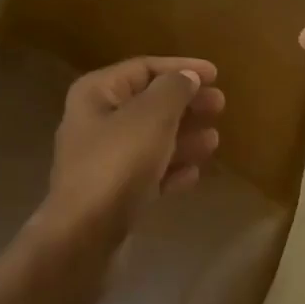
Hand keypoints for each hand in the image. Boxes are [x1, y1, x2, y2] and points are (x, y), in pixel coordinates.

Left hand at [44, 56, 224, 240]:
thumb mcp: (152, 116)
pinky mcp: (112, 195)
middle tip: (220, 106)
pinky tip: (194, 175)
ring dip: (183, 138)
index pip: (144, 68)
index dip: (181, 67)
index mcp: (97, 94)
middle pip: (149, 104)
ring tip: (214, 141)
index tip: (216, 75)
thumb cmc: (118, 163)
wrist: (84, 236)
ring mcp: (102, 161)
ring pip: (151, 140)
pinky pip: (147, 174)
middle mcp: (95, 122)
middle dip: (186, 104)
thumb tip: (186, 77)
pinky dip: (171, 170)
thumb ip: (174, 89)